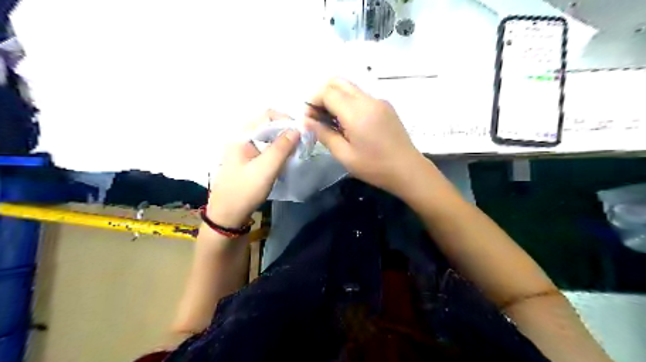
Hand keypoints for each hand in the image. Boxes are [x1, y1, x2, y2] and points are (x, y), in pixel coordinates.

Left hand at [207, 111, 300, 229]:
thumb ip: (282, 147)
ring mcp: (241, 148)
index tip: (301, 133)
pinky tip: (283, 159)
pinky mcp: (245, 159)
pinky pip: (263, 146)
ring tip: (295, 151)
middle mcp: (240, 137)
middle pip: (267, 124)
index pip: (267, 114)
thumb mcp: (266, 169)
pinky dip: (276, 149)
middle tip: (301, 142)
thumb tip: (297, 129)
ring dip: (282, 140)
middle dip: (286, 130)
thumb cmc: (245, 191)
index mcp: (241, 135)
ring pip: (266, 136)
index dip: (286, 120)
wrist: (226, 215)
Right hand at [307, 76, 427, 194]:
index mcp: (357, 112)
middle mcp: (368, 100)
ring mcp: (379, 101)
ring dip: (335, 98)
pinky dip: (348, 103)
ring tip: (331, 122)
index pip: (327, 92)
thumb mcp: (344, 155)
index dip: (312, 101)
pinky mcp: (386, 106)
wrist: (408, 170)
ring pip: (350, 88)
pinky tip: (349, 124)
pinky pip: (361, 97)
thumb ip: (324, 134)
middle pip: (338, 82)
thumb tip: (306, 121)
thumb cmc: (374, 167)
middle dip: (322, 95)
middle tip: (317, 117)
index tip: (308, 119)